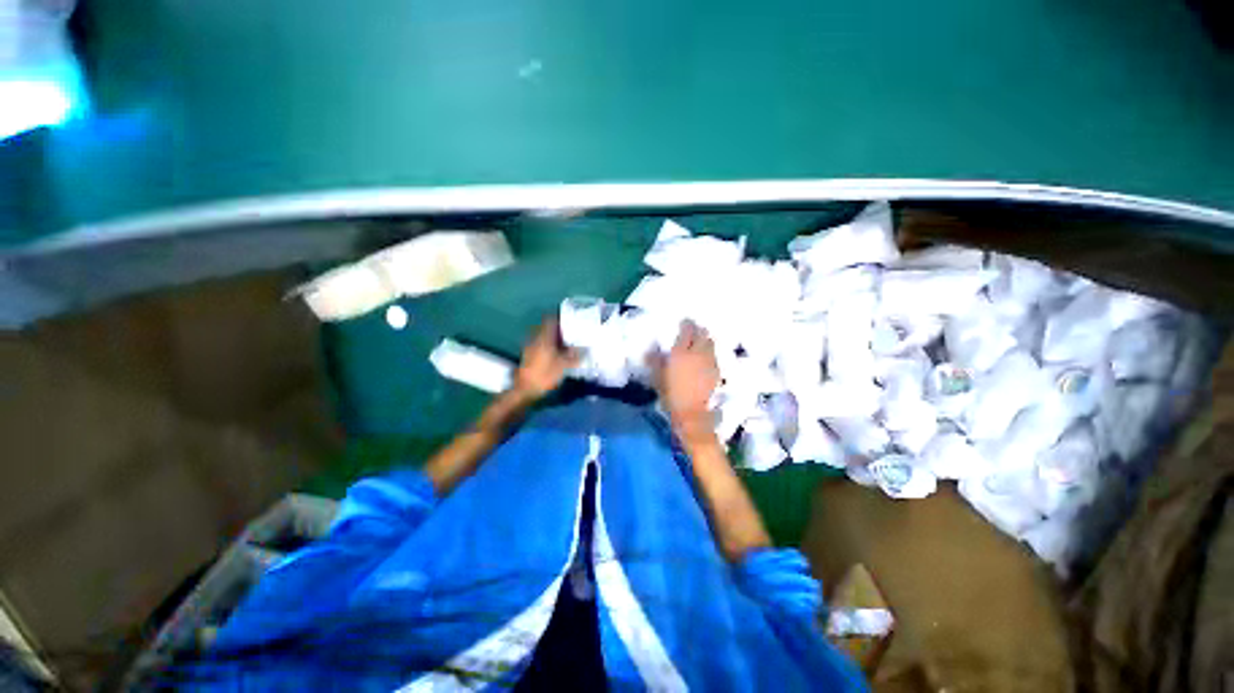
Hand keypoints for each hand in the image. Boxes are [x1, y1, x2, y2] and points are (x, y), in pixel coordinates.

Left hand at [513, 316, 580, 398]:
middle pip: (547, 329)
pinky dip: (549, 347)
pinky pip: (541, 346)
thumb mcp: (563, 366)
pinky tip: (556, 355)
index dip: (560, 318)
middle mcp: (535, 339)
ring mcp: (530, 347)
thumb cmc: (544, 375)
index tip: (569, 320)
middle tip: (571, 333)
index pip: (550, 320)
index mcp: (544, 338)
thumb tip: (584, 348)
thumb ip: (574, 356)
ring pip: (544, 338)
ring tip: (566, 344)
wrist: (525, 390)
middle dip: (559, 330)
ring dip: (554, 339)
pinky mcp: (528, 356)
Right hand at [652, 320, 719, 430]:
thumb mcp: (658, 377)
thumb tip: (650, 351)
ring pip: (711, 343)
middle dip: (699, 330)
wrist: (692, 413)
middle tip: (694, 330)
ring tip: (700, 342)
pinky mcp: (717, 371)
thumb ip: (655, 361)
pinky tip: (705, 357)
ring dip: (706, 339)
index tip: (684, 322)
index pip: (687, 330)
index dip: (686, 324)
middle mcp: (697, 353)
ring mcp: (709, 362)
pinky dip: (710, 352)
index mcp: (681, 352)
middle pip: (703, 334)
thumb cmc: (671, 395)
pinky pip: (714, 355)